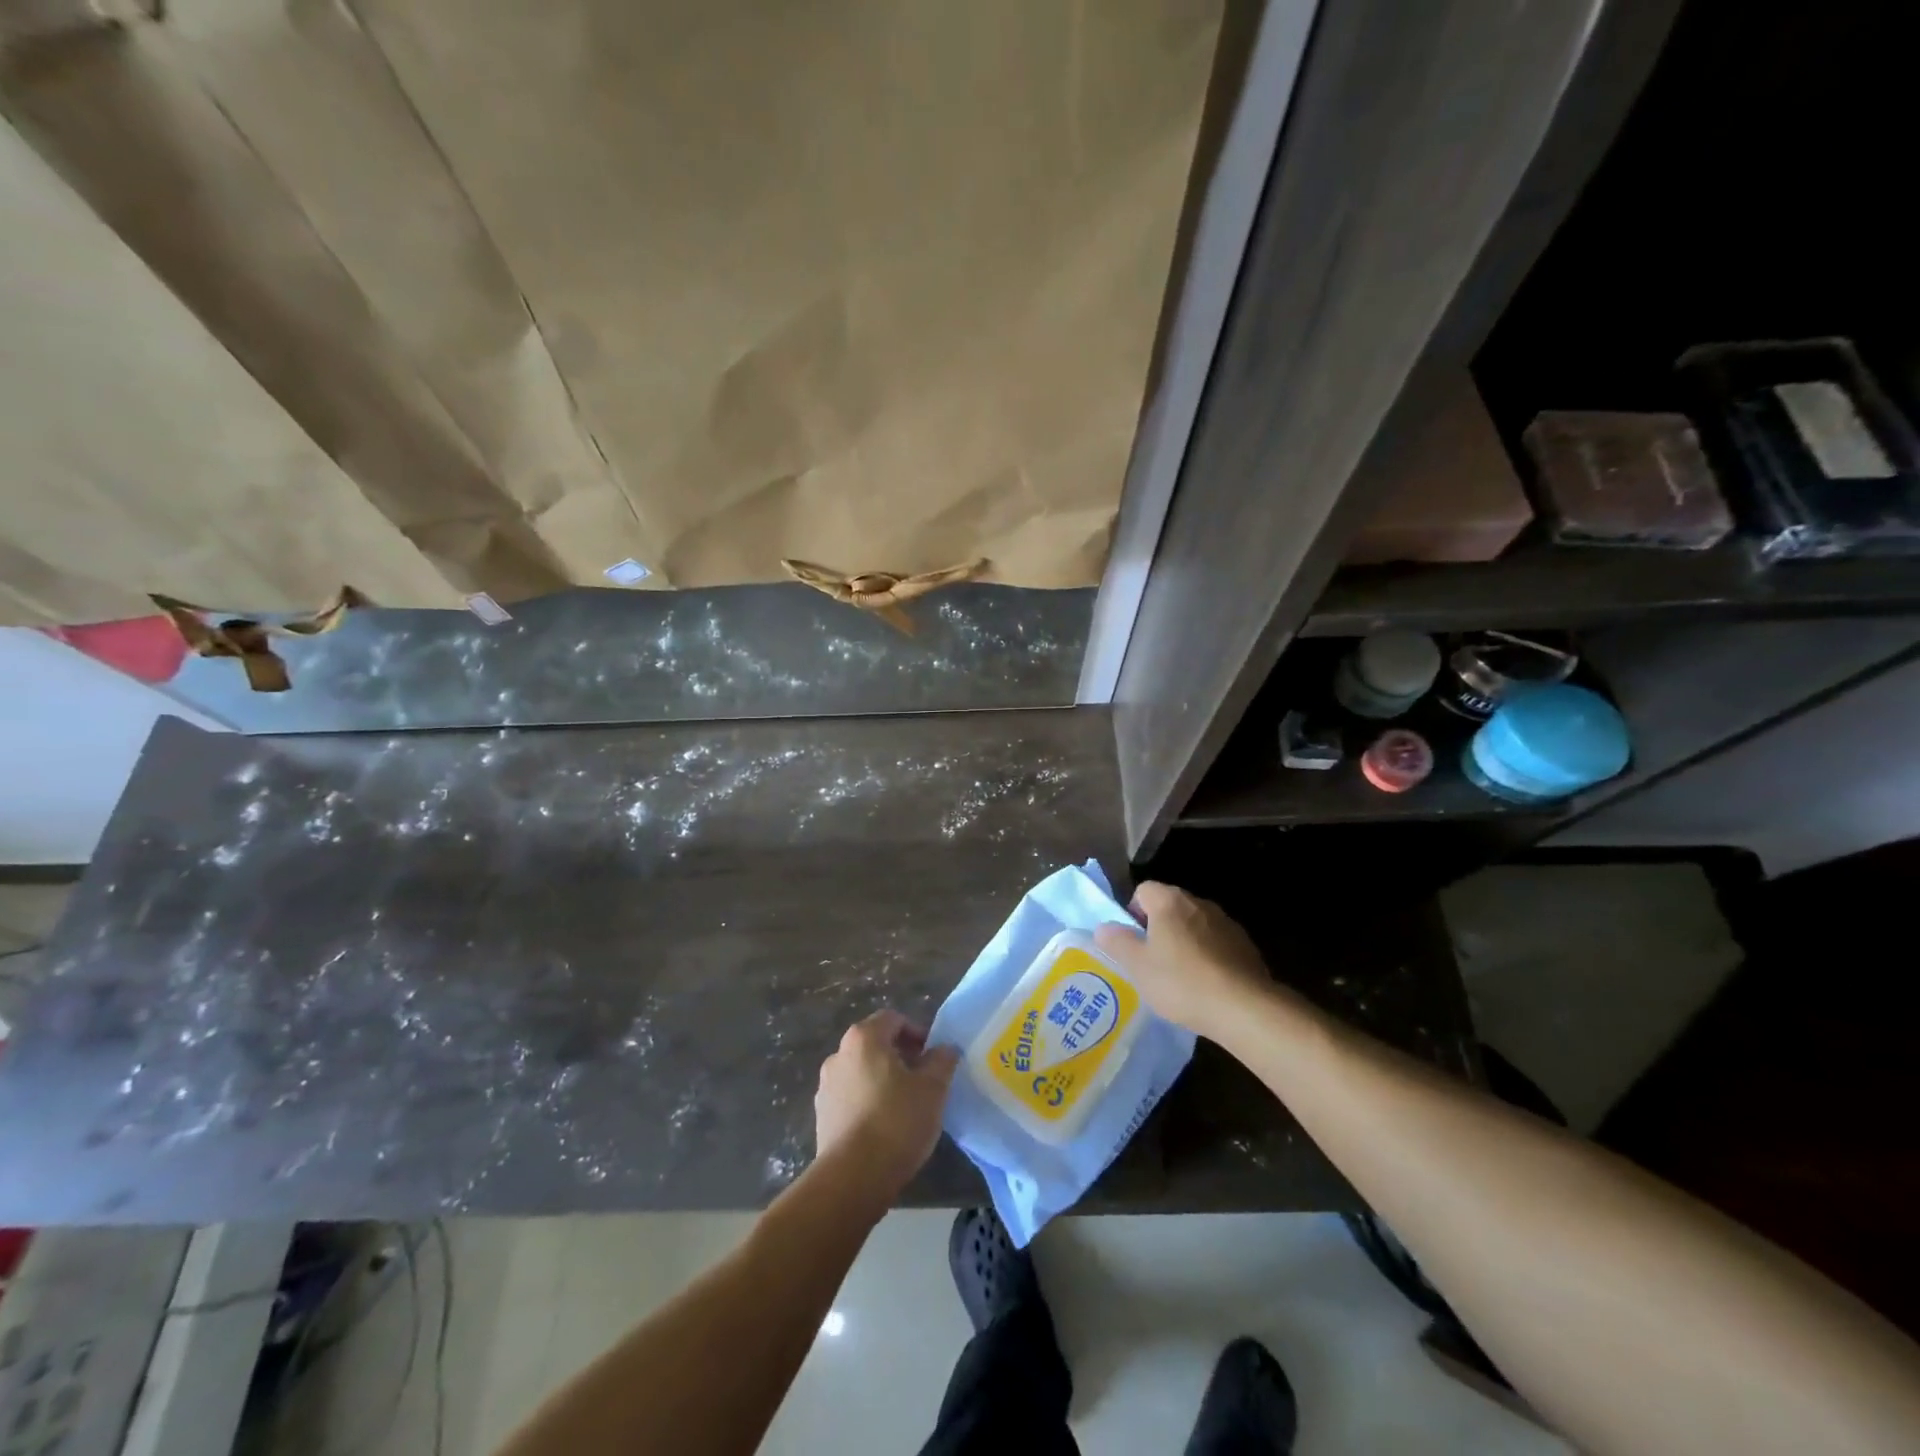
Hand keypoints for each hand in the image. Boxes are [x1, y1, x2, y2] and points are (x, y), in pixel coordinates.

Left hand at [814, 1010, 959, 1205]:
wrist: (852, 1179)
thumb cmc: (896, 1122)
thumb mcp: (933, 1089)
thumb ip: (942, 1061)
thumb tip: (945, 1049)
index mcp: (864, 1038)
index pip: (893, 1019)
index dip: (917, 1033)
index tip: (933, 1058)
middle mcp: (839, 1054)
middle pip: (876, 1044)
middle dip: (901, 1057)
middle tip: (924, 1081)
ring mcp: (826, 1086)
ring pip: (862, 1071)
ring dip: (884, 1080)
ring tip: (906, 1107)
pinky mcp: (821, 1116)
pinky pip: (851, 1097)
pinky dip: (868, 1102)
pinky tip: (885, 1128)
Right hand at [1094, 882, 1273, 1036]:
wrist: (1244, 1008)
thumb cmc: (1181, 982)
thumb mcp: (1137, 966)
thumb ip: (1117, 942)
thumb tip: (1104, 928)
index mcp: (1170, 901)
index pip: (1143, 890)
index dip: (1133, 913)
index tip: (1133, 943)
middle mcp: (1199, 903)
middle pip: (1169, 907)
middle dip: (1158, 929)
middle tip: (1151, 962)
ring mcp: (1226, 923)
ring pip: (1194, 926)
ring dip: (1184, 943)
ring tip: (1179, 978)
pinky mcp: (1246, 946)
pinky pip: (1216, 944)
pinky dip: (1208, 957)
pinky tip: (1206, 986)